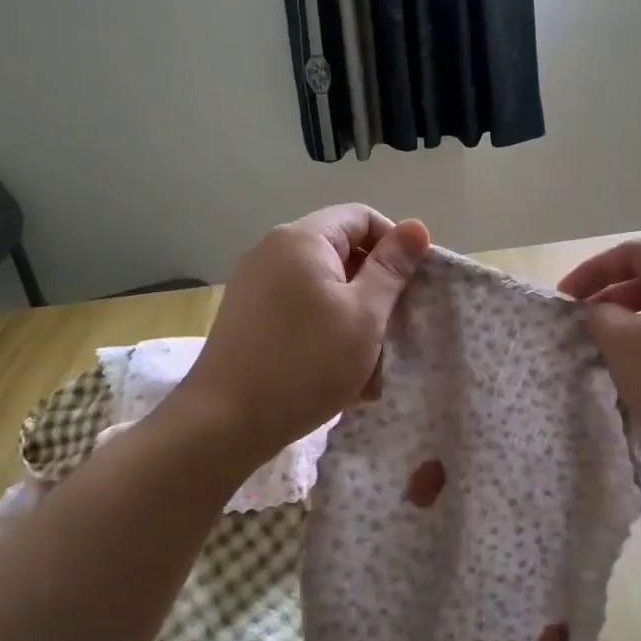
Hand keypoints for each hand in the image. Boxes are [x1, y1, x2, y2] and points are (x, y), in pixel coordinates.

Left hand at [180, 204, 431, 462]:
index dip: (394, 246)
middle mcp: (273, 251)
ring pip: (323, 288)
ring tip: (368, 367)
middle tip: (394, 333)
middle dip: (375, 290)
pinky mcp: (248, 317)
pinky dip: (325, 333)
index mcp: (302, 239)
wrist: (224, 423)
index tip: (412, 288)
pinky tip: (337, 375)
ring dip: (353, 319)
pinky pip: (300, 311)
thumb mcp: (364, 316)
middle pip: (342, 253)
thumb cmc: (306, 363)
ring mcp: (255, 285)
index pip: (362, 218)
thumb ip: (391, 269)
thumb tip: (416, 226)